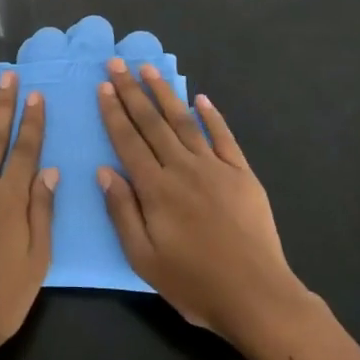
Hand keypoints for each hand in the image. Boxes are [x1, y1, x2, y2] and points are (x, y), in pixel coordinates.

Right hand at [97, 60, 312, 345]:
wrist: (256, 295)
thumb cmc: (193, 282)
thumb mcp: (143, 258)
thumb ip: (122, 211)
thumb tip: (105, 171)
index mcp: (155, 188)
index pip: (128, 141)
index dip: (114, 112)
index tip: (103, 86)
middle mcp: (183, 168)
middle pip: (152, 123)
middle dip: (132, 91)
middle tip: (117, 63)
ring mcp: (215, 167)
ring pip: (184, 122)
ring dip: (165, 94)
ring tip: (149, 69)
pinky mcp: (242, 174)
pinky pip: (224, 137)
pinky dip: (212, 116)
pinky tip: (201, 99)